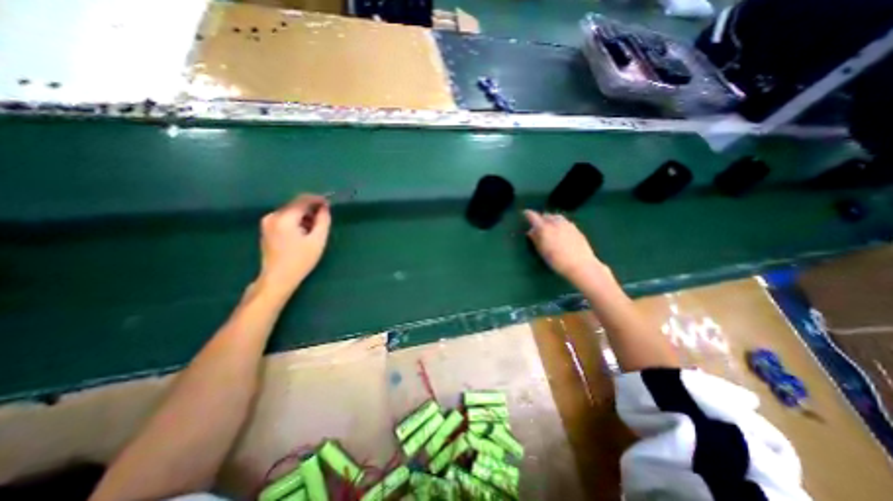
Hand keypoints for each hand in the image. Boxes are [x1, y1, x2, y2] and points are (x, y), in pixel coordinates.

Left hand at [255, 194, 331, 298]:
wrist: (277, 278)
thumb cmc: (300, 260)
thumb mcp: (317, 240)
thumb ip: (323, 220)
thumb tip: (325, 207)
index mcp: (285, 218)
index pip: (302, 200)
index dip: (317, 199)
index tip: (329, 203)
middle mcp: (273, 216)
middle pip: (295, 204)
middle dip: (311, 209)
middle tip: (323, 219)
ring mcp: (267, 222)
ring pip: (290, 211)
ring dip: (304, 215)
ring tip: (314, 229)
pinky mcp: (266, 228)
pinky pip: (285, 218)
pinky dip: (296, 221)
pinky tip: (303, 232)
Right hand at [525, 208, 607, 285]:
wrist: (580, 265)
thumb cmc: (557, 261)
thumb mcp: (542, 251)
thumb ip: (536, 239)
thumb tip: (531, 231)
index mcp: (544, 228)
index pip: (533, 216)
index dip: (528, 214)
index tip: (525, 213)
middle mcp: (555, 223)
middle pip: (545, 215)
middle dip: (540, 218)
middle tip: (537, 225)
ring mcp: (567, 224)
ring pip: (556, 217)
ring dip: (550, 219)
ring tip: (549, 227)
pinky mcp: (575, 228)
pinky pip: (564, 221)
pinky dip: (559, 223)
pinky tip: (560, 231)